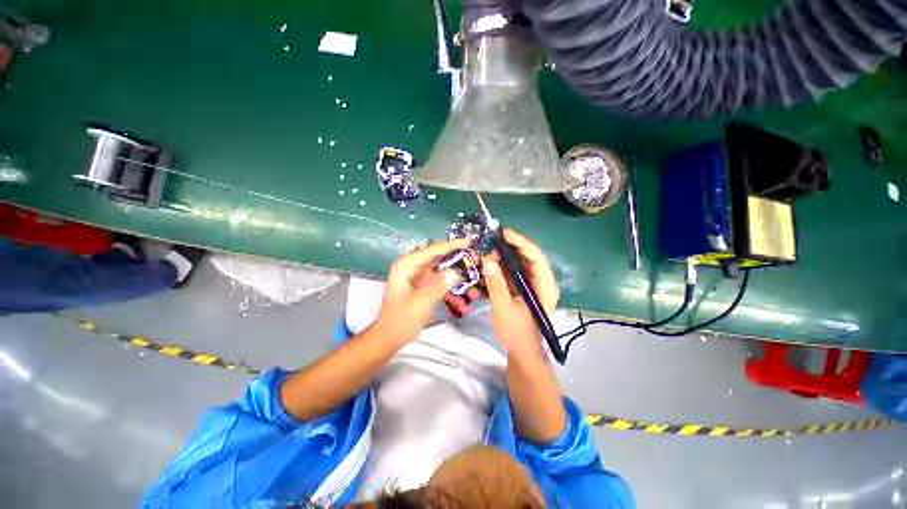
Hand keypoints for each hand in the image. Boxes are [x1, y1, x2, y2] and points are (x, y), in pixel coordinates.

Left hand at [373, 239, 469, 343]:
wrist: (388, 338)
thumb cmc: (399, 321)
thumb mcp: (419, 304)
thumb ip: (437, 287)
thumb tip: (456, 272)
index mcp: (407, 266)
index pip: (432, 250)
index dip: (452, 245)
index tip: (470, 242)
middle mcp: (412, 267)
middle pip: (438, 257)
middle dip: (458, 259)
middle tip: (476, 259)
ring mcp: (418, 276)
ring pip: (442, 269)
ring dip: (457, 274)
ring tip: (475, 279)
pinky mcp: (423, 285)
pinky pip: (441, 281)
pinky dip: (452, 287)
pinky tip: (464, 297)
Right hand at [482, 229, 559, 358]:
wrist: (520, 350)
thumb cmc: (516, 332)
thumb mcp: (504, 309)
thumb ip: (496, 285)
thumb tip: (488, 261)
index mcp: (545, 286)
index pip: (536, 258)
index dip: (521, 243)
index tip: (504, 234)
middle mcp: (541, 280)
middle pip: (528, 256)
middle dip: (510, 247)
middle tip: (491, 242)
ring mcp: (531, 283)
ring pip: (519, 262)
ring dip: (503, 255)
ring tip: (487, 252)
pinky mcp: (522, 286)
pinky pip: (512, 270)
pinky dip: (501, 265)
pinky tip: (489, 262)